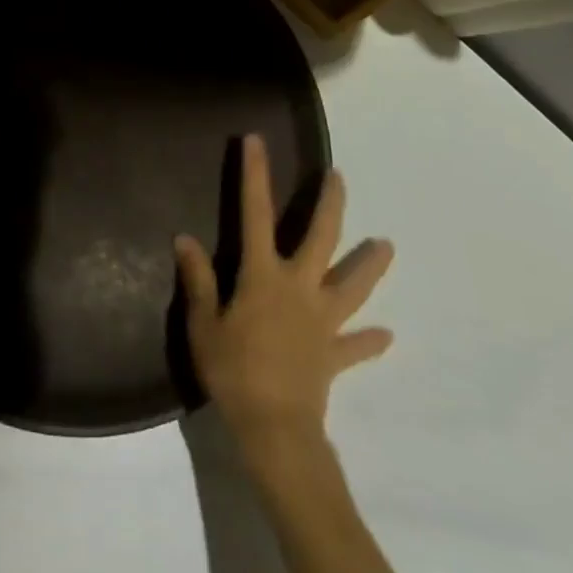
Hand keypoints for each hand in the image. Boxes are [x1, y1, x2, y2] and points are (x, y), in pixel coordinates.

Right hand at [175, 136, 393, 455]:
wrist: (275, 431)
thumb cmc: (233, 371)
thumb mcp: (203, 324)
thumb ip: (198, 280)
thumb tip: (184, 238)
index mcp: (263, 275)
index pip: (256, 213)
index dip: (255, 175)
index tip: (256, 141)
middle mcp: (299, 288)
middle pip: (321, 238)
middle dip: (329, 204)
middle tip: (338, 176)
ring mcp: (322, 321)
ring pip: (351, 286)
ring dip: (369, 265)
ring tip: (387, 246)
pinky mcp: (334, 354)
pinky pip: (356, 346)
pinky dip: (369, 340)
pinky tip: (386, 336)